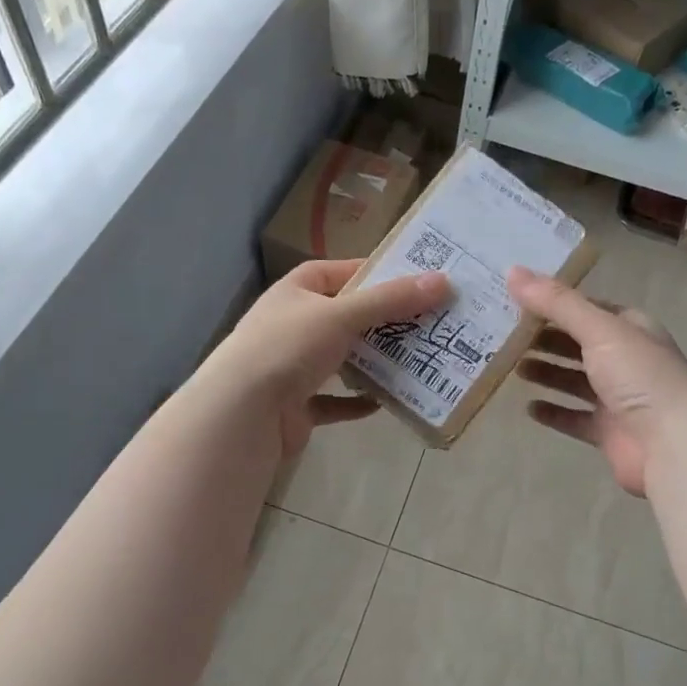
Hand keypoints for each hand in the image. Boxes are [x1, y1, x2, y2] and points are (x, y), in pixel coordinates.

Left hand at [207, 258, 448, 459]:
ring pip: (344, 359)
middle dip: (385, 322)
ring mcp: (294, 366)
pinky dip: (356, 402)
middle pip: (348, 317)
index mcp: (297, 291)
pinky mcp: (298, 404)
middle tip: (431, 323)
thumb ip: (391, 300)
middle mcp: (294, 324)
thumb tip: (443, 281)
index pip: (342, 272)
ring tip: (418, 360)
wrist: (243, 412)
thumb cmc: (288, 347)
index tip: (418, 281)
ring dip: (374, 362)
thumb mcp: (342, 314)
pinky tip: (383, 402)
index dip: (377, 274)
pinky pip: (334, 400)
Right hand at [509, 266, 686, 496]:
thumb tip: (512, 271)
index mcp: (631, 328)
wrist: (672, 444)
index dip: (553, 303)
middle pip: (577, 344)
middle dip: (544, 338)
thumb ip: (556, 302)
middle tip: (504, 335)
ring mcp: (618, 397)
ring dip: (546, 372)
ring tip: (512, 368)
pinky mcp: (609, 431)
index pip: (586, 308)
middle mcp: (626, 359)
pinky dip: (553, 411)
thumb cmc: (639, 376)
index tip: (515, 301)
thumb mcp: (599, 329)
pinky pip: (574, 417)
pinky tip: (528, 407)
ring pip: (574, 380)